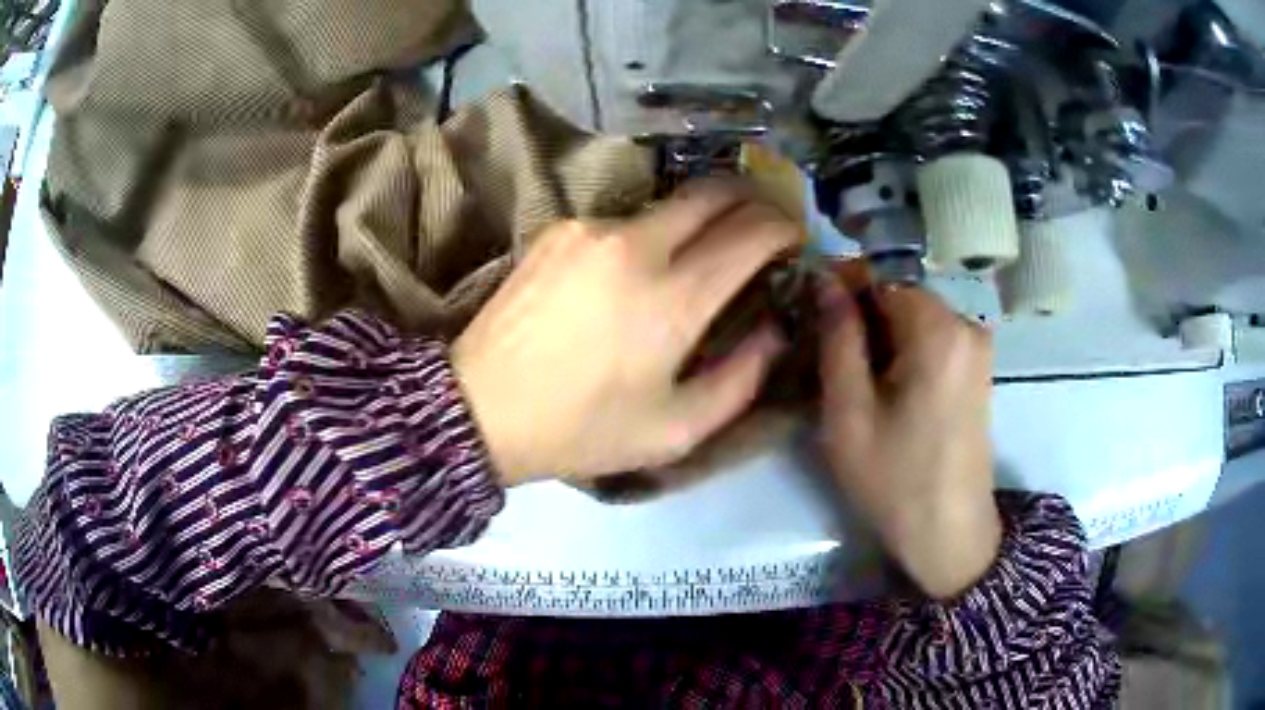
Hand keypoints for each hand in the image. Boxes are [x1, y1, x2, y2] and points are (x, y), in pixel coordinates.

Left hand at [453, 181, 797, 486]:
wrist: (479, 407)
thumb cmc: (581, 429)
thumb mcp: (675, 430)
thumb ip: (741, 380)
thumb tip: (774, 330)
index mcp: (673, 296)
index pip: (752, 231)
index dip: (785, 227)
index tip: (795, 238)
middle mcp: (637, 243)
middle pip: (715, 191)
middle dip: (753, 198)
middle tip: (765, 222)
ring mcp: (592, 228)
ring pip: (670, 204)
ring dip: (699, 219)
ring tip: (700, 254)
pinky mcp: (559, 228)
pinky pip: (624, 219)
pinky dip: (649, 234)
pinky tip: (635, 272)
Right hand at [816, 266, 1000, 598]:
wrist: (950, 533)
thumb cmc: (894, 479)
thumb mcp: (850, 412)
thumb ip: (838, 339)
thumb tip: (824, 280)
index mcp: (937, 328)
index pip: (880, 277)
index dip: (840, 287)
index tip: (808, 309)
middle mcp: (966, 324)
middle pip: (900, 296)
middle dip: (861, 314)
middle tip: (825, 351)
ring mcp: (977, 346)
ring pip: (915, 317)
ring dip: (881, 335)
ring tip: (850, 374)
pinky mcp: (978, 367)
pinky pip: (934, 338)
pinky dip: (904, 350)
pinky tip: (885, 387)